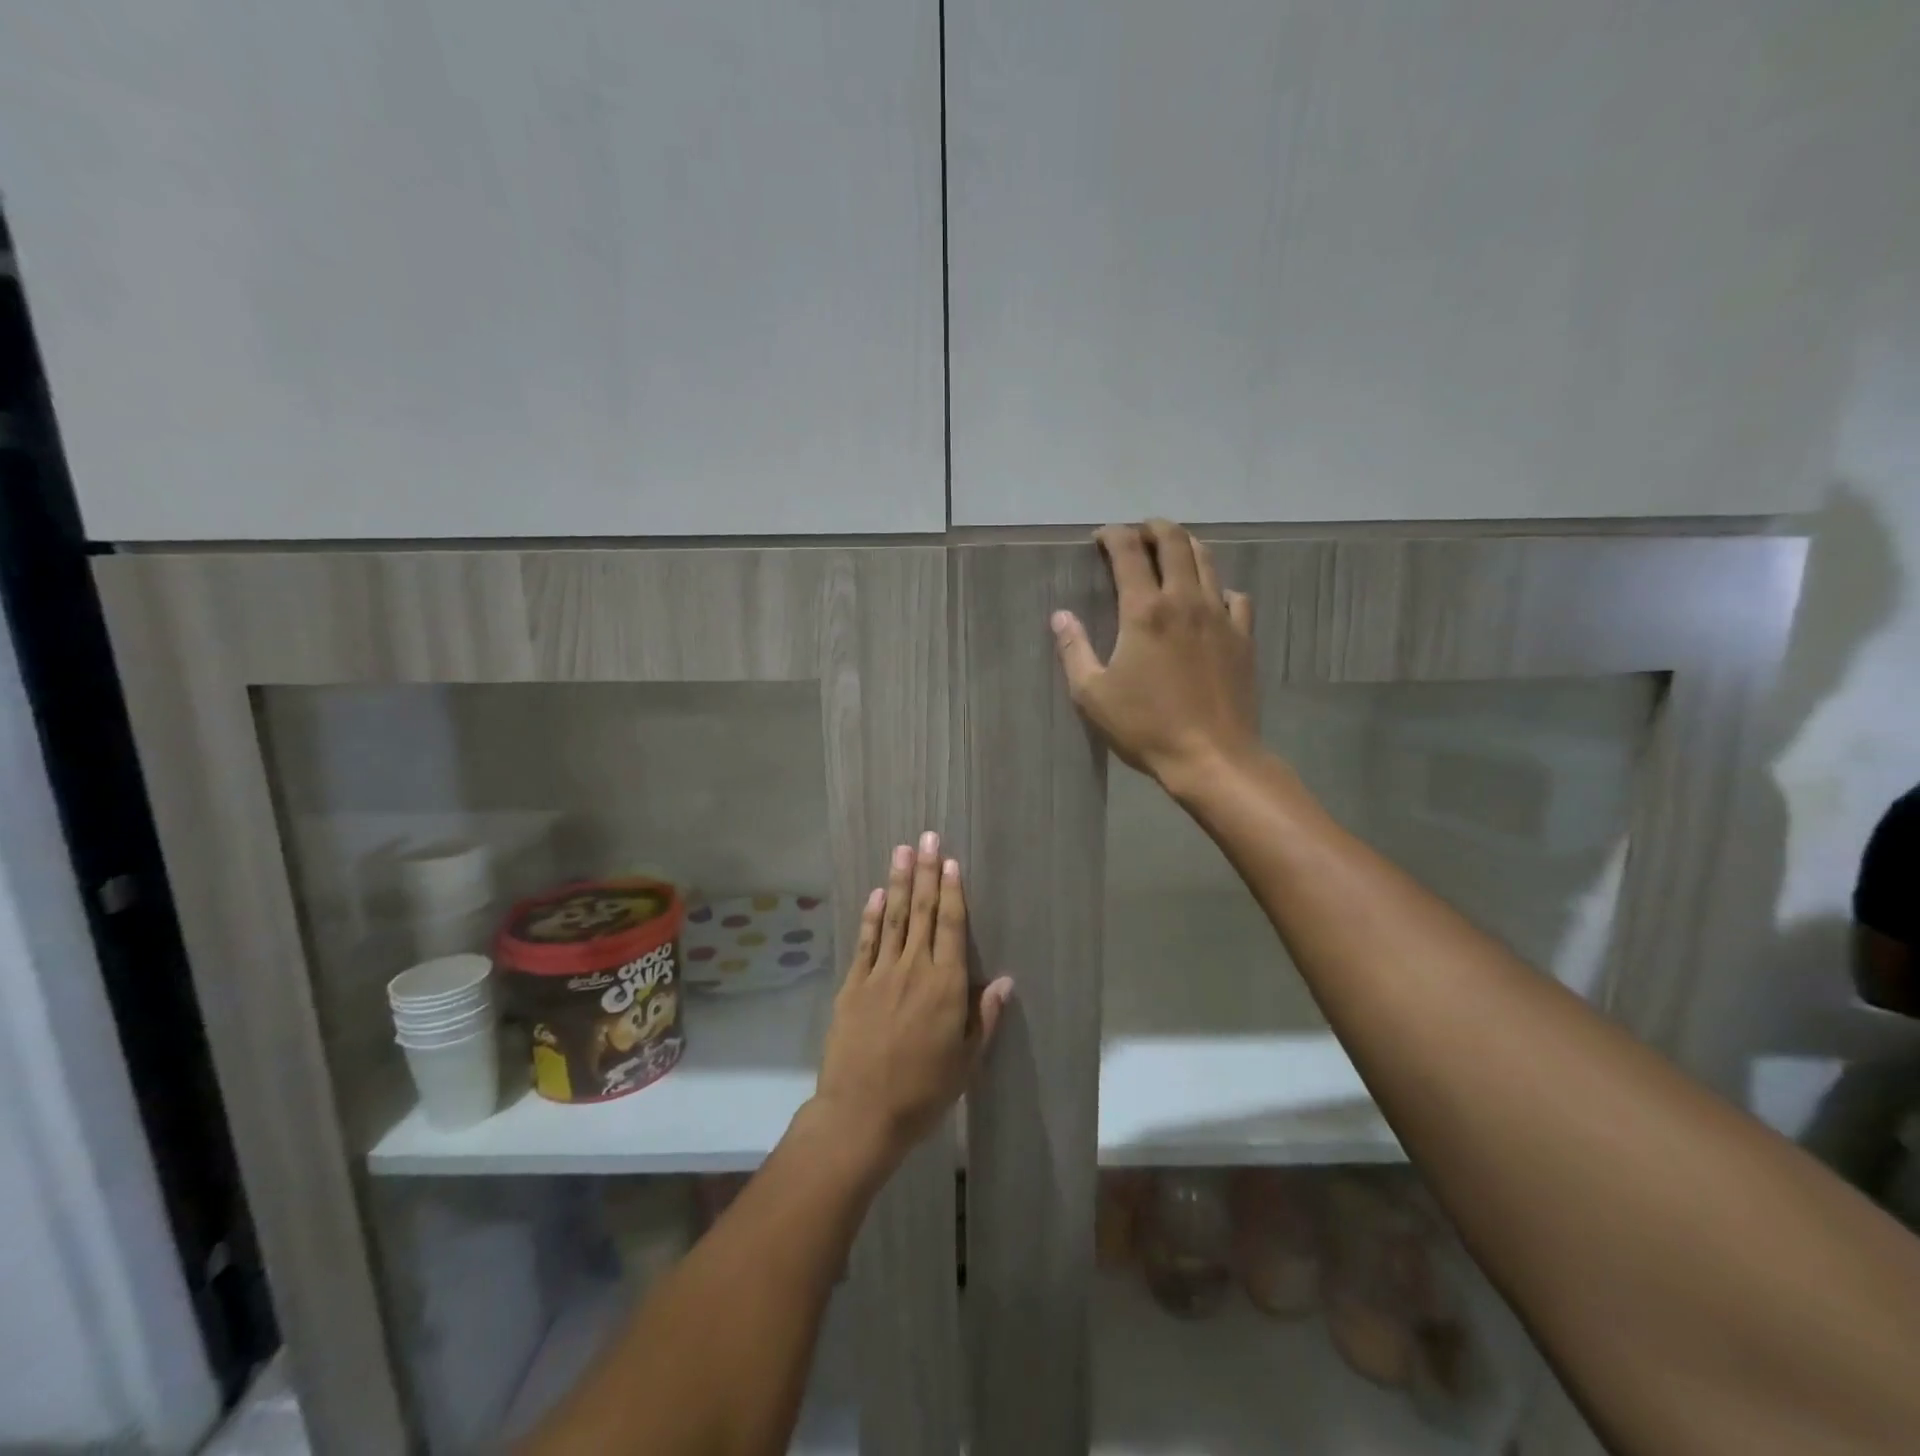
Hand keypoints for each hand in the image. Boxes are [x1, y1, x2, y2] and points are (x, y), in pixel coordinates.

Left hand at [814, 833, 1013, 1166]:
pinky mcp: (852, 986)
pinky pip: (865, 942)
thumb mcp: (967, 1062)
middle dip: (924, 872)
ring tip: (901, 850)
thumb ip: (985, 1017)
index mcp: (945, 986)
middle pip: (920, 912)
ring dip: (896, 882)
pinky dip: (870, 916)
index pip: (950, 926)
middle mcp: (913, 969)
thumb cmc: (923, 1092)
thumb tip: (1006, 981)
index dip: (951, 891)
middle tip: (926, 837)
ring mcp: (879, 974)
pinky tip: (874, 894)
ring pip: (891, 918)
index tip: (950, 861)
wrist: (861, 1114)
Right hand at [1052, 519, 1259, 789]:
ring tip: (1172, 550)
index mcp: (1144, 611)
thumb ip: (1074, 650)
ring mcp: (1220, 617)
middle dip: (1153, 528)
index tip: (1100, 537)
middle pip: (1174, 543)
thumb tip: (1060, 616)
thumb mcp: (1093, 694)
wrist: (1212, 756)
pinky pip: (1234, 597)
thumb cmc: (1145, 726)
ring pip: (1207, 561)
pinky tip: (1210, 600)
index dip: (1113, 535)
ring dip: (1186, 547)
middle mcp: (1185, 601)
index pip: (1129, 552)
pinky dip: (1217, 587)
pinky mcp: (1243, 637)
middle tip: (1138, 532)